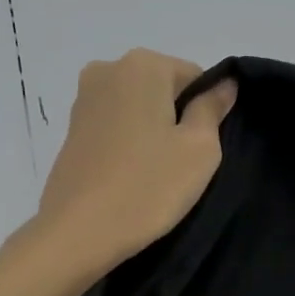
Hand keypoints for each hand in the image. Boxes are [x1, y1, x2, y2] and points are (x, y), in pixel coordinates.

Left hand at [34, 49, 236, 276]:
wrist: (78, 232)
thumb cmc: (148, 187)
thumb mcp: (200, 149)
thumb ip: (213, 109)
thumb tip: (224, 83)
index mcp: (143, 64)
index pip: (195, 76)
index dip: (206, 111)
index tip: (202, 149)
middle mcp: (107, 69)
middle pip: (163, 89)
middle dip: (177, 119)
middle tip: (181, 164)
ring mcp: (83, 99)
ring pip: (137, 109)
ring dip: (152, 133)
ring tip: (155, 174)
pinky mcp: (70, 130)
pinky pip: (115, 128)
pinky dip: (128, 145)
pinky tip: (131, 177)